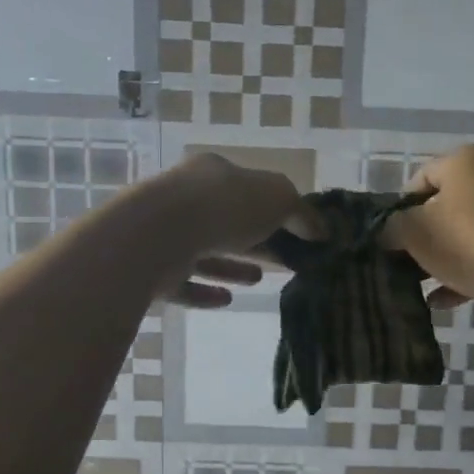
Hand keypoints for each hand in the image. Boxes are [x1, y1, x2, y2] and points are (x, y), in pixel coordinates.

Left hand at [153, 153, 309, 308]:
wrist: (157, 235)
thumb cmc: (223, 206)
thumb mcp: (278, 198)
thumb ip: (301, 212)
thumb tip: (321, 230)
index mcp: (212, 173)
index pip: (246, 187)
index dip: (273, 208)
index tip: (296, 232)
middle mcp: (184, 199)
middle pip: (226, 221)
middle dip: (255, 239)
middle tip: (283, 260)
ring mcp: (164, 235)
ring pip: (203, 252)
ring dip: (232, 266)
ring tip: (259, 280)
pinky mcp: (152, 270)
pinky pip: (183, 284)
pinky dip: (205, 292)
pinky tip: (227, 300)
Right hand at [385, 144, 473, 310]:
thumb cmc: (469, 241)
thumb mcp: (414, 232)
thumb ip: (392, 227)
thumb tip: (389, 231)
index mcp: (467, 159)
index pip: (420, 178)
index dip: (399, 209)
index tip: (391, 239)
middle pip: (445, 206)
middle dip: (422, 237)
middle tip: (404, 263)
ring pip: (467, 233)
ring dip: (443, 258)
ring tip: (422, 287)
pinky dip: (466, 272)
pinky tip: (445, 301)